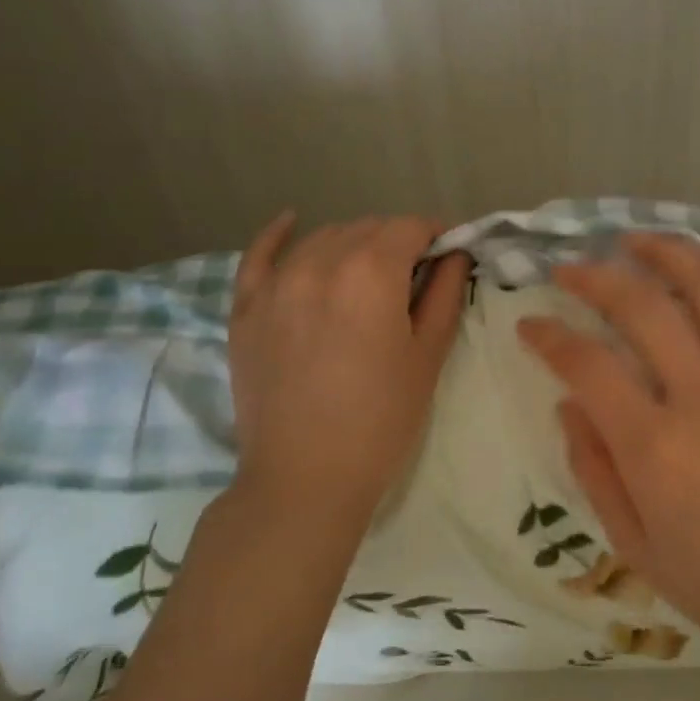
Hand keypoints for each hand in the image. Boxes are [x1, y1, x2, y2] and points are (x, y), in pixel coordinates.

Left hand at [226, 213, 469, 534]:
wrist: (305, 478)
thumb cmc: (382, 419)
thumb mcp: (428, 355)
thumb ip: (444, 294)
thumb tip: (454, 255)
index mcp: (371, 272)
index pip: (411, 227)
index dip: (438, 235)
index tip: (451, 253)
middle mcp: (319, 262)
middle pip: (369, 228)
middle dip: (399, 241)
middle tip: (416, 275)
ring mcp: (275, 283)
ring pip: (323, 238)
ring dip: (355, 243)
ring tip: (370, 273)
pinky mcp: (245, 308)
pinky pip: (259, 255)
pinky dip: (279, 235)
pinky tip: (292, 221)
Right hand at [516, 234, 699, 674]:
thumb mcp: (636, 545)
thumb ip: (594, 469)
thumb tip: (569, 404)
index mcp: (655, 446)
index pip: (587, 364)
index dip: (549, 336)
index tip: (529, 324)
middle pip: (641, 307)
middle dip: (595, 277)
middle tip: (569, 269)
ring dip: (664, 252)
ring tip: (632, 239)